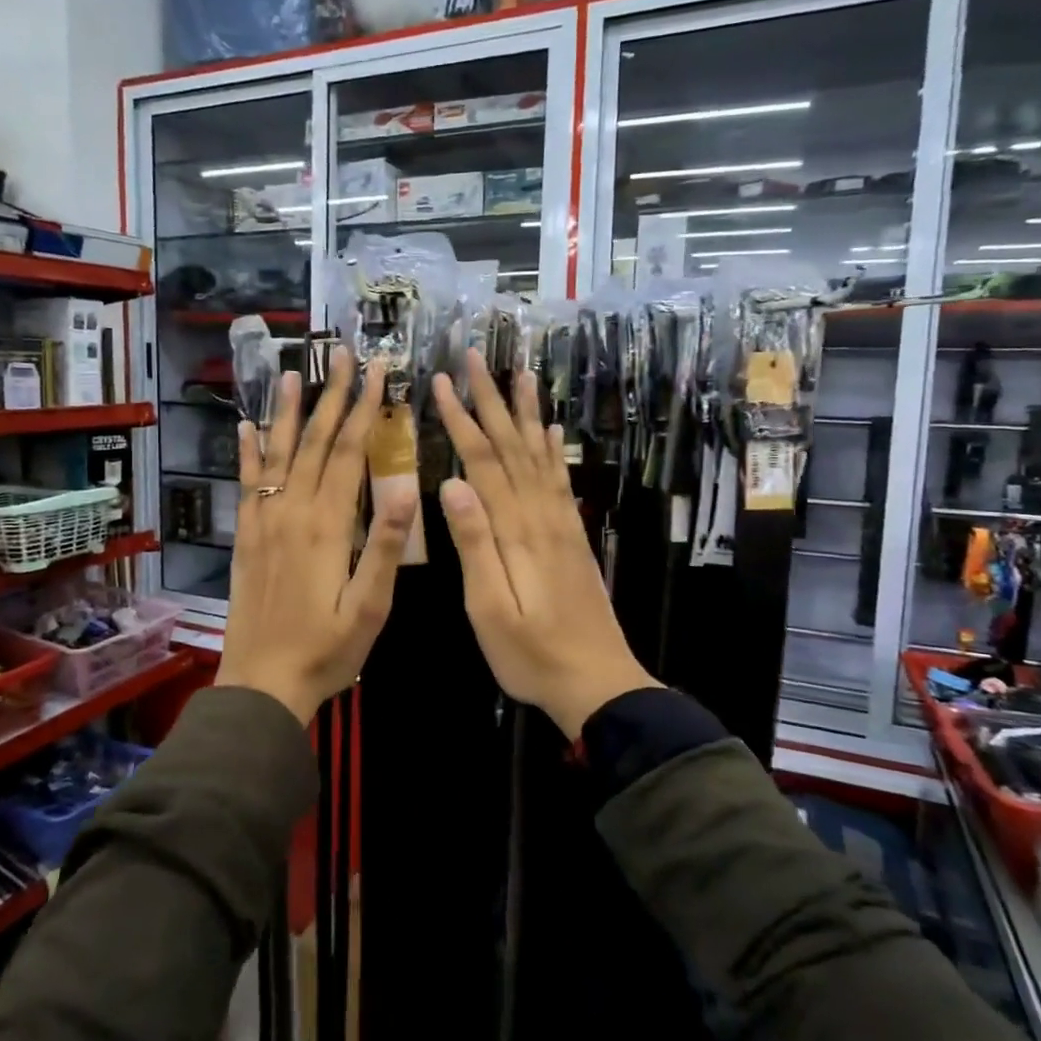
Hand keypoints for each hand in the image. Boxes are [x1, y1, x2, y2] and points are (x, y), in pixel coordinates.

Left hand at [215, 348, 417, 723]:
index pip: (347, 453)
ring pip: (276, 454)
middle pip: (312, 442)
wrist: (262, 683)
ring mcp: (264, 522)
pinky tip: (246, 428)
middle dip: (330, 396)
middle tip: (340, 354)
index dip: (363, 410)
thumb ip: (386, 545)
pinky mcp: (246, 537)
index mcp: (328, 525)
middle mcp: (292, 512)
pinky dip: (246, 453)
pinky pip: (246, 485)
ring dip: (285, 412)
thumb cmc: (327, 650)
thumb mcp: (371, 606)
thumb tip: (406, 485)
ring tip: (292, 373)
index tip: (376, 373)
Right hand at [432, 351, 657, 737]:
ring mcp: (561, 524)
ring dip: (526, 412)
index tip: (442, 382)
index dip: (462, 419)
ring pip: (539, 455)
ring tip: (521, 373)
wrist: (598, 683)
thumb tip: (453, 483)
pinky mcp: (572, 536)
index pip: (483, 461)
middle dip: (492, 400)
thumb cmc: (531, 655)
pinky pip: (560, 480)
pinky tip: (549, 430)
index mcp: (515, 531)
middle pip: (513, 446)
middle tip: (476, 357)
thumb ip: (474, 545)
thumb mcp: (490, 609)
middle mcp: (541, 515)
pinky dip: (551, 449)